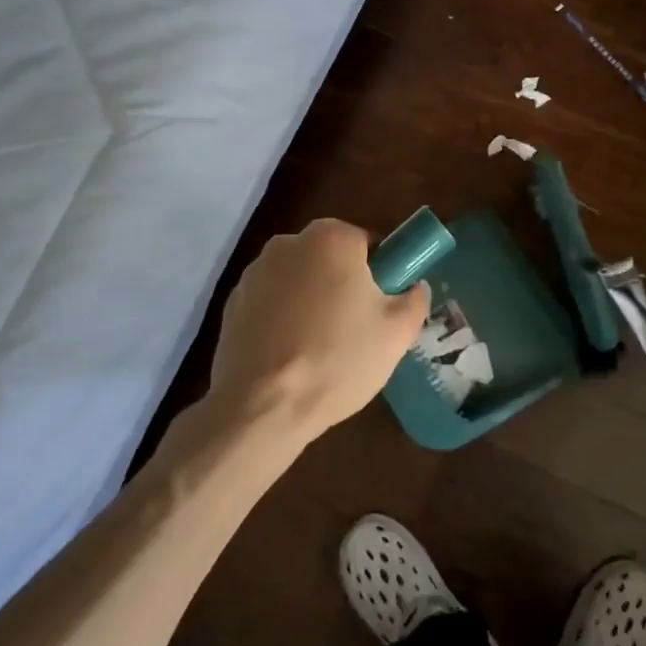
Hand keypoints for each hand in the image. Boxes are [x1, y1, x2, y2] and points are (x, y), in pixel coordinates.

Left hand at [207, 218, 429, 449]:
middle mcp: (288, 243)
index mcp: (331, 238)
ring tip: (318, 349)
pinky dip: (281, 320)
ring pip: (297, 280)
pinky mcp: (230, 303)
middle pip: (328, 258)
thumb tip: (415, 287)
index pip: (366, 243)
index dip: (379, 273)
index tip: (381, 307)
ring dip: (309, 302)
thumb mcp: (397, 333)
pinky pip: (270, 303)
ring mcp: (253, 273)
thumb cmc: (338, 360)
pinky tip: (289, 356)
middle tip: (355, 330)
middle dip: (342, 285)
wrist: (262, 406)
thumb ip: (415, 300)